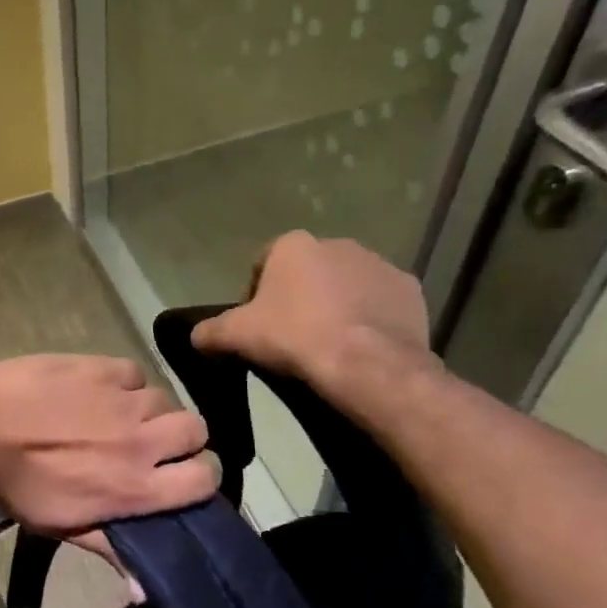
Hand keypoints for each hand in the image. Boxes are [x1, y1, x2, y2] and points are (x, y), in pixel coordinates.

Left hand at [0, 355, 216, 536]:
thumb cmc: (16, 487)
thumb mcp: (63, 527)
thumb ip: (113, 549)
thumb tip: (148, 592)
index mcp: (137, 485)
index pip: (207, 478)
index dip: (200, 476)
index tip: (181, 476)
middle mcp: (141, 439)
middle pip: (196, 430)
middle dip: (181, 438)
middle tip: (151, 444)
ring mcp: (121, 398)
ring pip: (164, 398)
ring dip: (149, 410)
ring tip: (119, 417)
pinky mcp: (99, 366)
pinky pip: (132, 372)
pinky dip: (122, 383)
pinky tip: (98, 392)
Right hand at [190, 232, 434, 402]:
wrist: (365, 364)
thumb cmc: (293, 337)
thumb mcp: (235, 336)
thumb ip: (209, 332)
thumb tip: (195, 336)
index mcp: (294, 245)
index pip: (265, 263)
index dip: (257, 294)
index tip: (258, 325)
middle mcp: (338, 243)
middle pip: (308, 270)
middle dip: (300, 296)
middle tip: (292, 335)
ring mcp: (379, 264)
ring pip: (347, 283)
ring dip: (336, 304)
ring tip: (328, 342)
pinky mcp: (411, 290)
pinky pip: (380, 301)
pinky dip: (370, 317)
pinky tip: (360, 345)